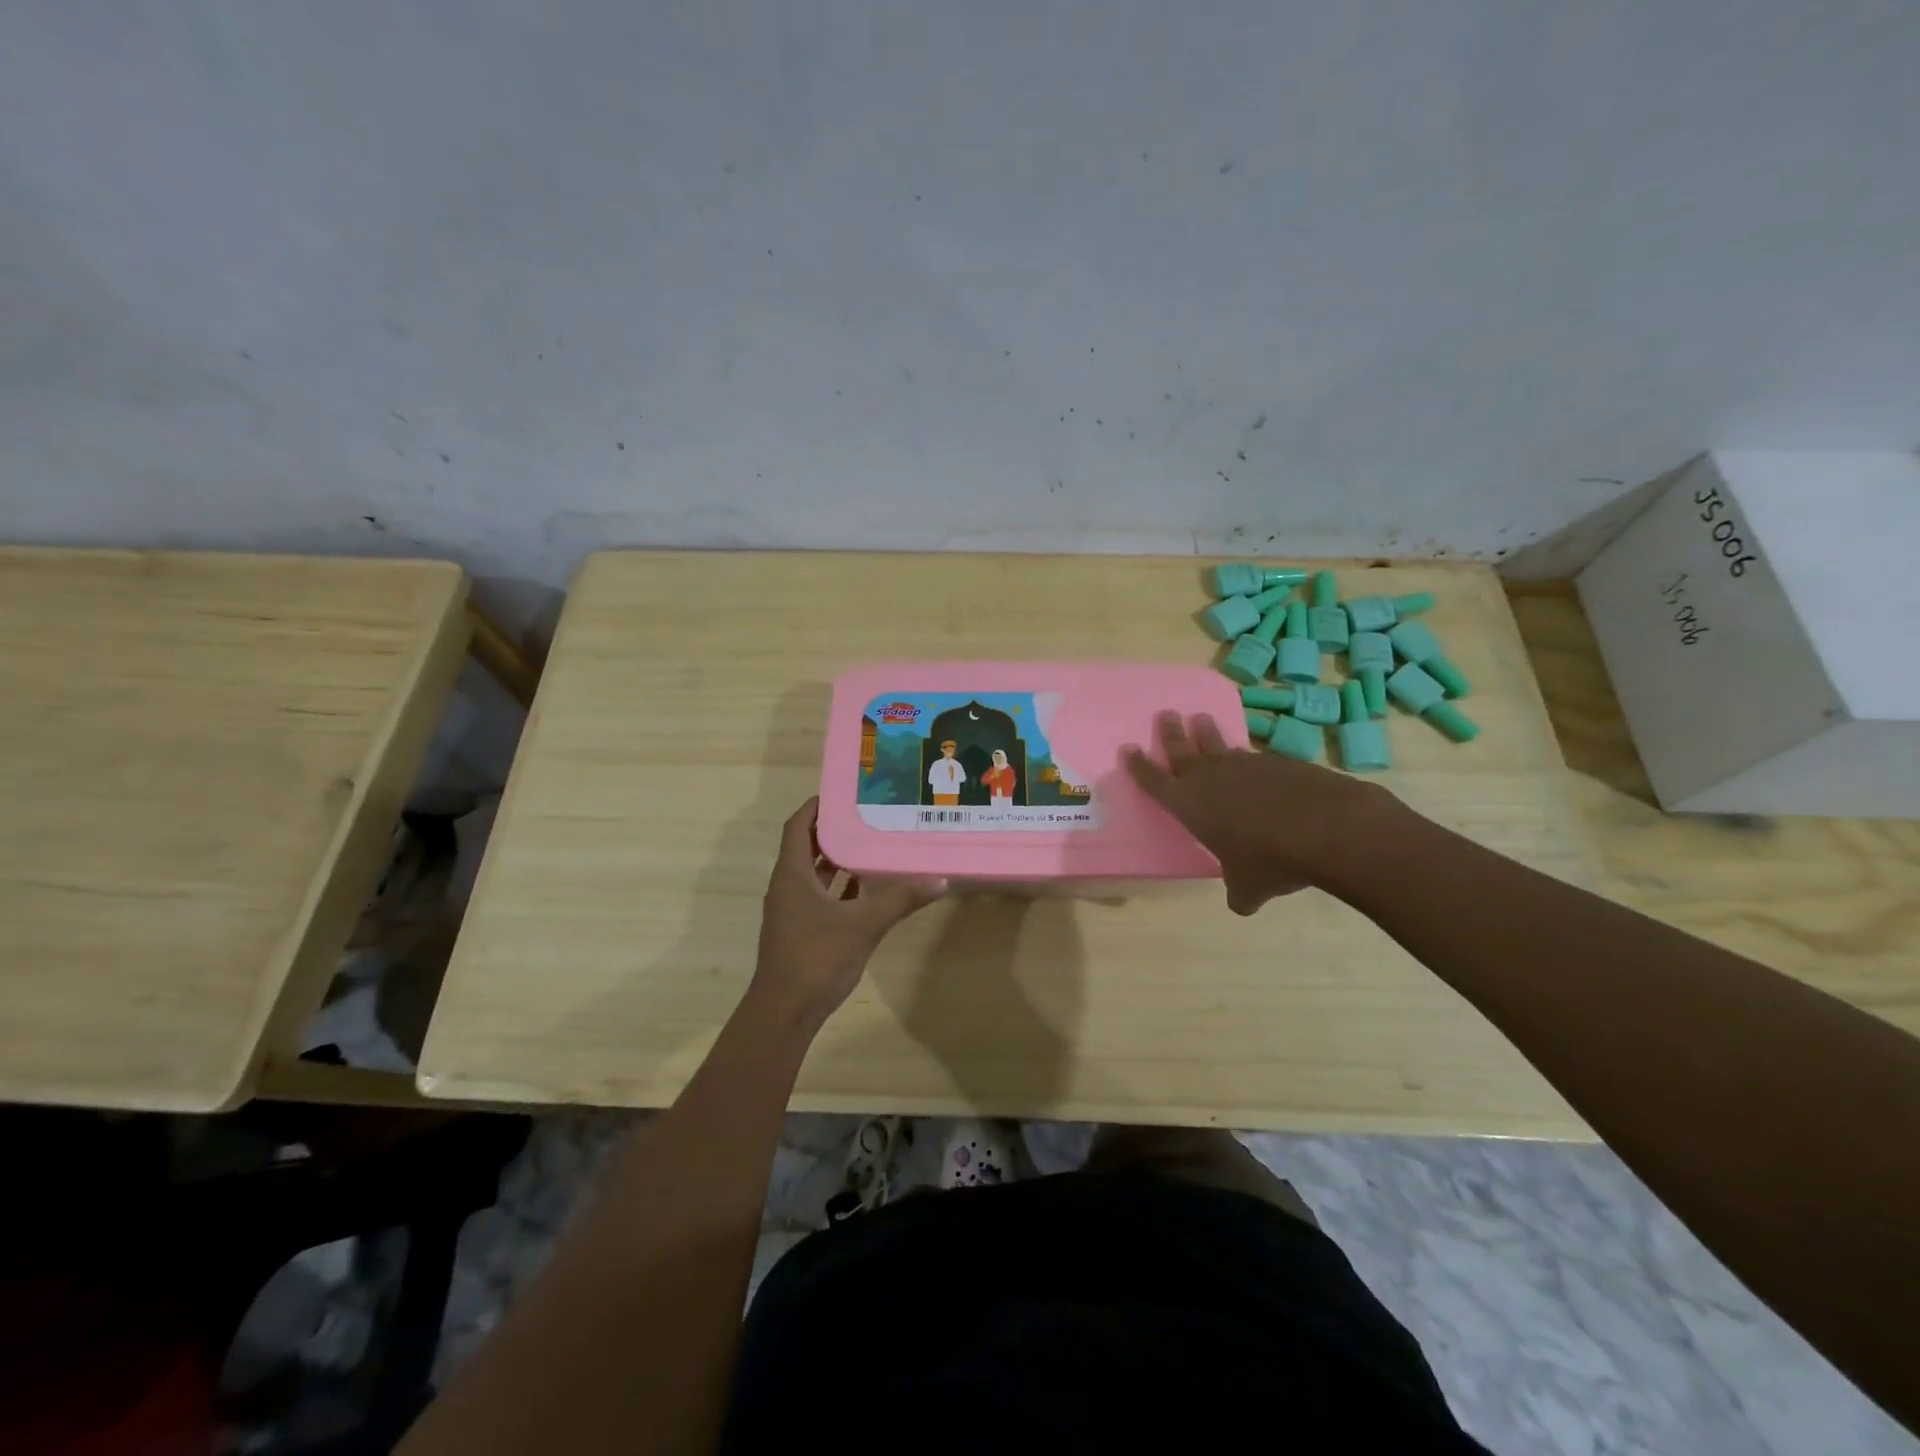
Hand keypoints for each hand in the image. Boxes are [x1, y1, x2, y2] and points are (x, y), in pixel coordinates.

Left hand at [750, 798, 945, 1027]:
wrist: (785, 1013)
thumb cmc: (816, 958)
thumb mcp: (863, 924)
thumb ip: (900, 900)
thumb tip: (940, 879)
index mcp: (792, 875)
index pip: (797, 827)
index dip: (815, 806)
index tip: (843, 792)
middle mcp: (788, 887)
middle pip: (806, 847)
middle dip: (833, 830)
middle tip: (867, 814)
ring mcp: (792, 911)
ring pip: (814, 874)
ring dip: (837, 859)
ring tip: (871, 843)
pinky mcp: (801, 931)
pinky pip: (820, 897)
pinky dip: (840, 888)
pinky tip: (867, 888)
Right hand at [1123, 710, 1399, 914]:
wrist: (1325, 827)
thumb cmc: (1270, 860)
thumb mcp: (1249, 887)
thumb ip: (1240, 892)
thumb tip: (1242, 903)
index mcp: (1190, 805)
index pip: (1154, 781)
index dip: (1139, 766)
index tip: (1128, 749)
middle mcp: (1211, 778)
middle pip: (1182, 749)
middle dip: (1171, 733)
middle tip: (1165, 715)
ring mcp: (1245, 765)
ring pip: (1219, 745)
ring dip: (1207, 733)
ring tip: (1200, 720)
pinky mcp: (1277, 762)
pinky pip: (1254, 757)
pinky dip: (1248, 758)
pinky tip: (1255, 764)